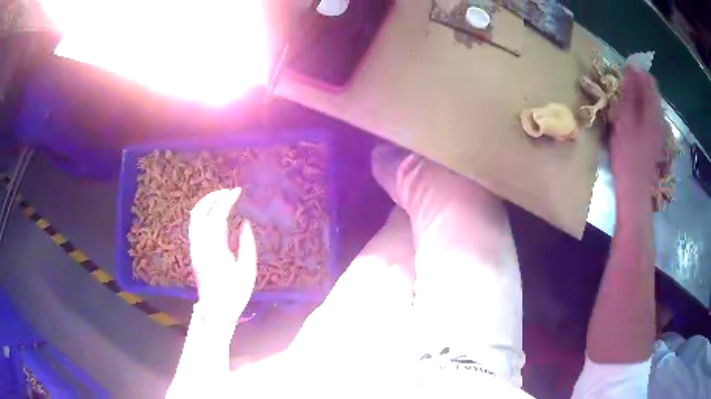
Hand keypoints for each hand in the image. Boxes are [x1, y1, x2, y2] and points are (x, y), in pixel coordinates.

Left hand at [189, 189, 256, 320]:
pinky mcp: (195, 252)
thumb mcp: (248, 270)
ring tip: (221, 200)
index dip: (227, 200)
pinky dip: (204, 214)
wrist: (216, 310)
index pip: (218, 215)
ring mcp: (195, 248)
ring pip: (194, 218)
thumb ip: (247, 244)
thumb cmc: (235, 292)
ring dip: (206, 205)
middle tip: (227, 192)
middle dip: (212, 197)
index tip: (237, 191)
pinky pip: (195, 226)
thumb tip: (245, 224)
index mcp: (215, 248)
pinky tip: (215, 216)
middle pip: (199, 212)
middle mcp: (201, 245)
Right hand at [609, 67, 664, 195]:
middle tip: (622, 86)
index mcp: (653, 111)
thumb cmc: (628, 155)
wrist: (635, 189)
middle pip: (651, 92)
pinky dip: (640, 110)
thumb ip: (629, 94)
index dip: (637, 72)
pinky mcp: (654, 138)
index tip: (623, 71)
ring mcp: (658, 129)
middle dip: (637, 85)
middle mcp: (658, 118)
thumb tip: (631, 69)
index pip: (649, 81)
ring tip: (625, 100)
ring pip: (650, 104)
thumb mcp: (625, 120)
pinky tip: (632, 116)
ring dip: (638, 97)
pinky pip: (649, 115)